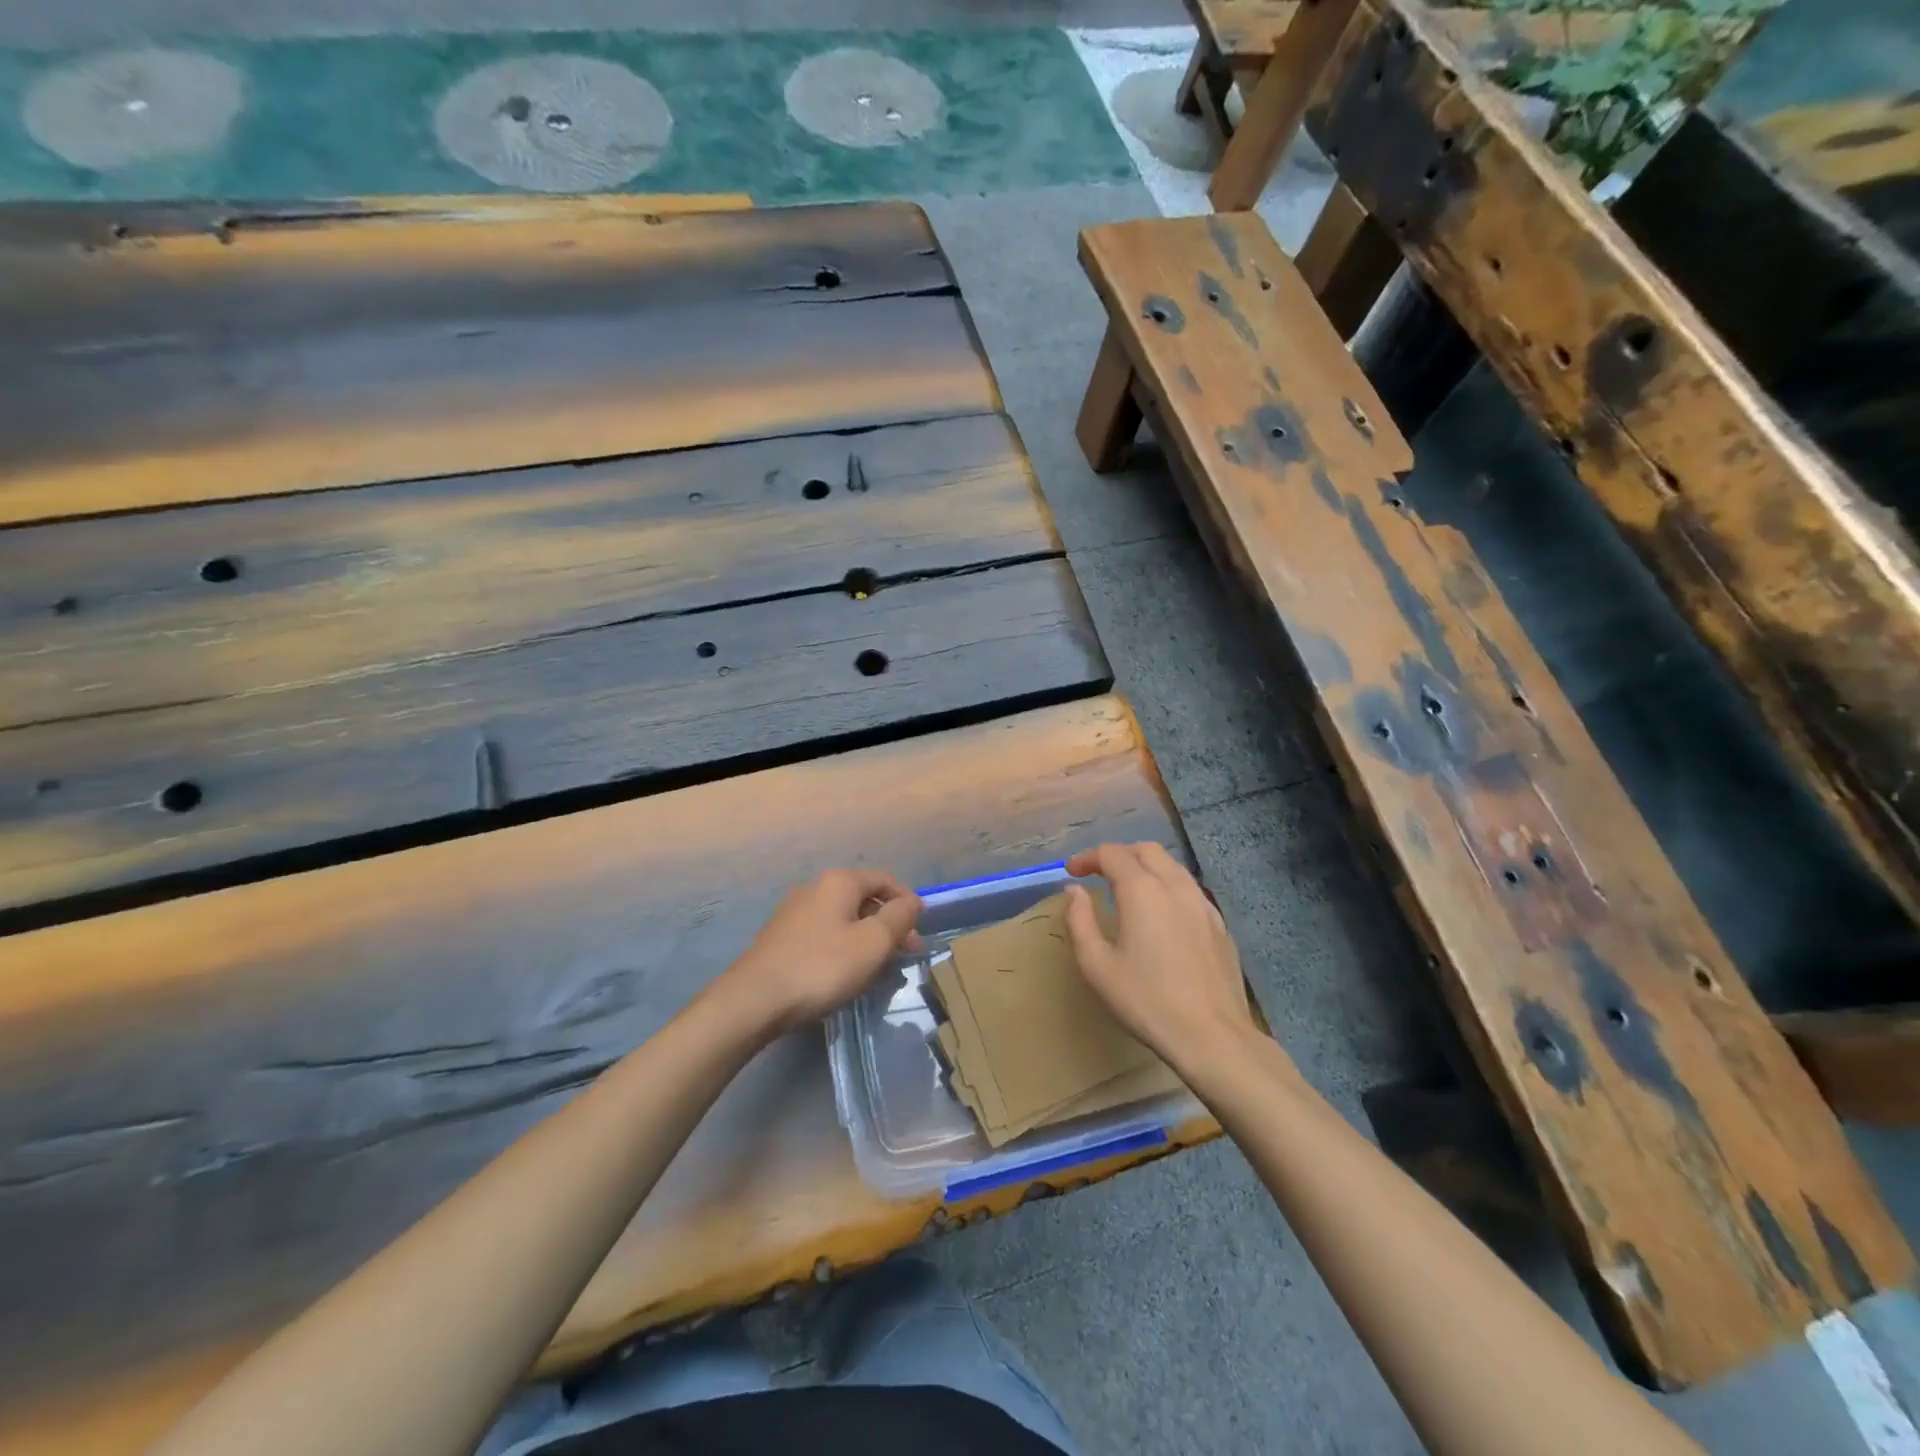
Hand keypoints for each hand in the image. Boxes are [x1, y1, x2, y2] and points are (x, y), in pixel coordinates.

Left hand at [723, 869, 922, 1033]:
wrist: (754, 1000)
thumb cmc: (822, 967)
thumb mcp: (873, 943)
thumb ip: (899, 918)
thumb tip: (913, 901)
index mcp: (839, 882)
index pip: (884, 879)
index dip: (907, 901)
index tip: (921, 928)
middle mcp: (814, 887)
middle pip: (863, 898)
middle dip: (889, 922)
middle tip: (906, 952)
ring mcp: (794, 912)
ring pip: (843, 917)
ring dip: (867, 936)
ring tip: (880, 966)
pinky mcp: (781, 937)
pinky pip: (824, 933)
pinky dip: (844, 945)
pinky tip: (847, 971)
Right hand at [1064, 843, 1256, 1069]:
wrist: (1212, 1035)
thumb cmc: (1146, 1000)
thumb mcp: (1097, 965)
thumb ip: (1080, 920)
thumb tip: (1074, 890)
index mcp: (1142, 890)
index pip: (1111, 854)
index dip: (1087, 858)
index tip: (1072, 872)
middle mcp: (1174, 886)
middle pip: (1145, 850)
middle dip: (1118, 855)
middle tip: (1099, 874)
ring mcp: (1202, 903)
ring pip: (1172, 866)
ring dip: (1145, 867)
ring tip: (1128, 890)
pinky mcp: (1219, 923)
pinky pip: (1189, 888)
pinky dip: (1167, 886)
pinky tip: (1161, 913)